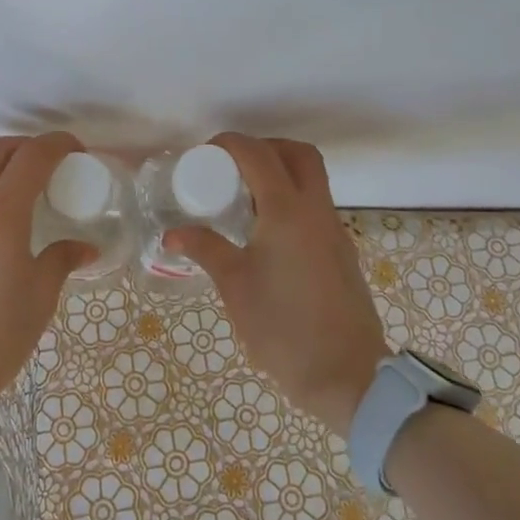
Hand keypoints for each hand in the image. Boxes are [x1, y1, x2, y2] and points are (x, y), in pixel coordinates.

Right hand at [167, 134, 388, 436]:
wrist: (347, 375)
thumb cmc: (283, 328)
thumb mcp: (235, 286)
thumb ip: (206, 249)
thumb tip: (172, 233)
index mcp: (287, 212)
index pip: (258, 154)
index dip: (230, 144)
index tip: (204, 154)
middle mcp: (316, 211)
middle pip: (298, 154)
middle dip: (264, 147)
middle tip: (232, 166)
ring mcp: (334, 230)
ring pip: (312, 179)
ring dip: (280, 172)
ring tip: (243, 198)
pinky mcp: (341, 251)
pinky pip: (316, 206)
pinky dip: (291, 199)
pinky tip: (265, 231)